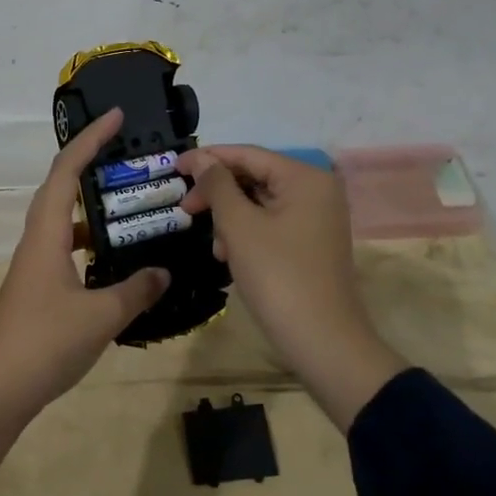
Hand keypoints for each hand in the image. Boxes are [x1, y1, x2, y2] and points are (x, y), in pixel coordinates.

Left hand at [0, 108, 169, 427]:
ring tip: (129, 202)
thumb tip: (164, 271)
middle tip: (128, 155)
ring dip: (92, 205)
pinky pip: (66, 247)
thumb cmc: (45, 342)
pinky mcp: (38, 287)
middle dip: (91, 163)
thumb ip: (136, 290)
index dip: (90, 140)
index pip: (66, 171)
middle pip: (60, 187)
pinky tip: (114, 257)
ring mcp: (35, 265)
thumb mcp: (101, 316)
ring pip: (63, 219)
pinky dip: (90, 240)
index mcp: (47, 234)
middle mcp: (37, 241)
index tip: (116, 117)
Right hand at [180, 145, 399, 429]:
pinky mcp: (311, 243)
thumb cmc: (278, 276)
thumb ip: (218, 185)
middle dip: (219, 193)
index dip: (208, 158)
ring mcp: (317, 218)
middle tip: (185, 208)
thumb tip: (201, 160)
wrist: (322, 340)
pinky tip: (229, 256)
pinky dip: (246, 234)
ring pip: (260, 203)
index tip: (173, 168)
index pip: (248, 154)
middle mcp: (317, 190)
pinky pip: (272, 224)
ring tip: (214, 245)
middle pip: (255, 177)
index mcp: (305, 177)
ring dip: (230, 218)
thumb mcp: (239, 226)